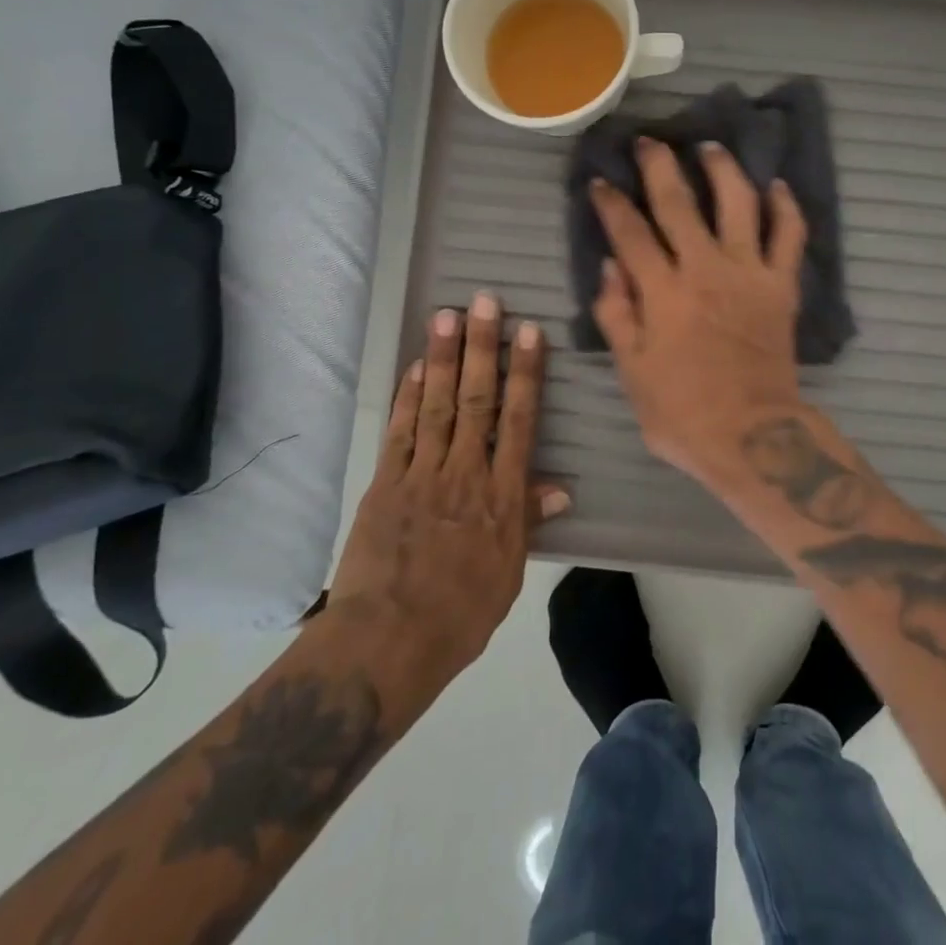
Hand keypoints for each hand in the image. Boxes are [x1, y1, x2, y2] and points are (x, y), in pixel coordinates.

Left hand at [327, 292, 570, 689]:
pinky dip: (409, 397)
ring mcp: (422, 474)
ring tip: (447, 315)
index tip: (528, 333)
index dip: (525, 373)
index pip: (519, 421)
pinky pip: (401, 432)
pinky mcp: (386, 483)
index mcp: (502, 496)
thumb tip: (558, 487)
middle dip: (483, 347)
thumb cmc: (460, 615)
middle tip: (485, 301)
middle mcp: (466, 473)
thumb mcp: (509, 573)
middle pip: (478, 400)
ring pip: (439, 405)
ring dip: (444, 358)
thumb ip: (528, 521)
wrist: (387, 645)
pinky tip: (417, 366)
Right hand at [589, 139, 808, 484]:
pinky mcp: (783, 286)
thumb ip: (617, 314)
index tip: (600, 180)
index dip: (611, 203)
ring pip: (739, 203)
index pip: (630, 233)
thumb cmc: (682, 413)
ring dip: (723, 169)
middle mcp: (705, 269)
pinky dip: (787, 207)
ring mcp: (749, 273)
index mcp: (663, 292)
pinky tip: (776, 186)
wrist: (753, 438)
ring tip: (710, 147)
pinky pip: (790, 236)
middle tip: (648, 141)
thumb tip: (609, 265)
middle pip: (679, 202)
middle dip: (659, 165)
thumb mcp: (632, 372)